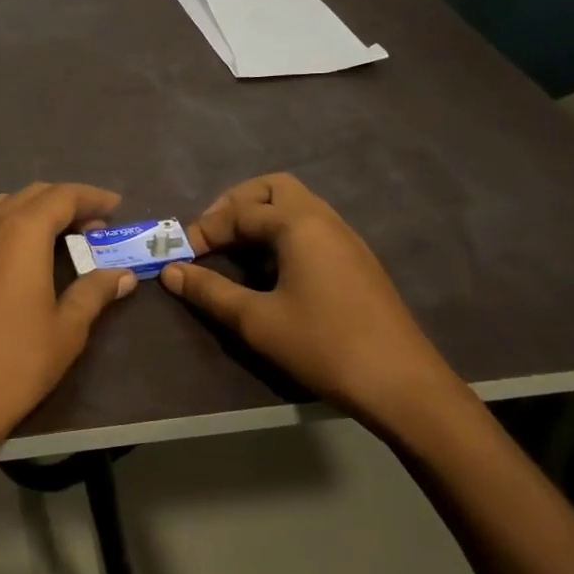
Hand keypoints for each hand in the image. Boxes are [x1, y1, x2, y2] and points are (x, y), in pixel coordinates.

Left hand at [0, 183, 137, 443]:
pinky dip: (14, 224)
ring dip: (38, 210)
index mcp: (23, 233)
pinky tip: (28, 254)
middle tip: (96, 225)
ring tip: (65, 235)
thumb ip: (94, 291)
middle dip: (67, 201)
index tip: (116, 206)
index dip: (92, 196)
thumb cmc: (17, 361)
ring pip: (7, 205)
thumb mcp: (67, 328)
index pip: (62, 196)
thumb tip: (122, 275)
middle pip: (33, 195)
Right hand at [159, 173, 461, 429]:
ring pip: (295, 205)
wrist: (402, 384)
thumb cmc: (324, 346)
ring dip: (260, 217)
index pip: (240, 211)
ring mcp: (345, 238)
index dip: (205, 229)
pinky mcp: (355, 260)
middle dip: (236, 204)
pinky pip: (310, 227)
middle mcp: (324, 219)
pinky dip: (281, 233)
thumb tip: (170, 271)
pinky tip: (270, 270)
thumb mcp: (257, 321)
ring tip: (234, 250)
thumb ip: (210, 291)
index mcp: (299, 225)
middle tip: (211, 234)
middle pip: (273, 189)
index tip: (182, 256)